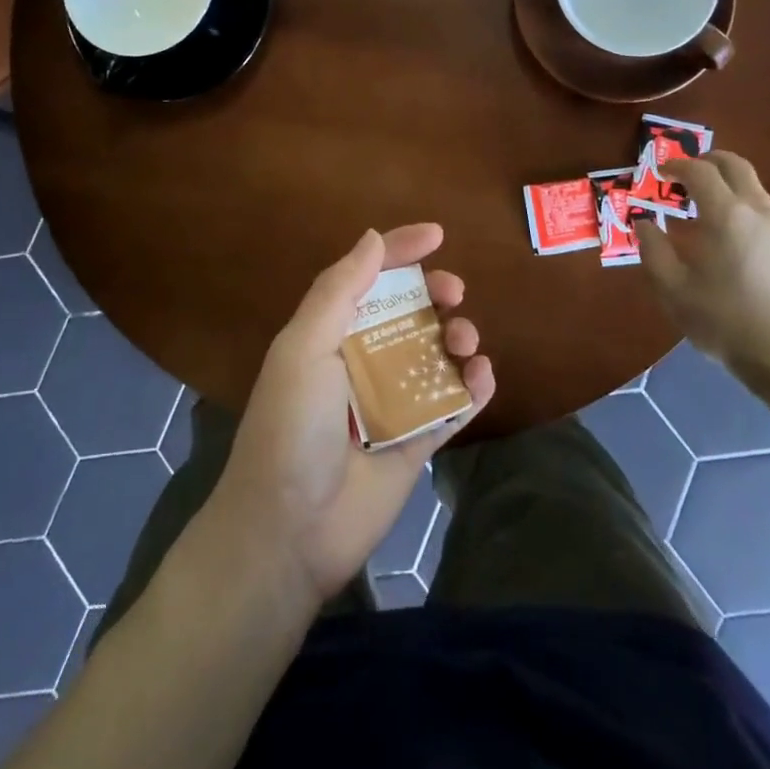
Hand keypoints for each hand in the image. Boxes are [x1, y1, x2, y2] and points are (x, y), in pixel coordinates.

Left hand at [209, 225, 494, 604]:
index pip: (369, 277)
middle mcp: (362, 360)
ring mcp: (392, 401)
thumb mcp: (304, 348)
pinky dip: (473, 386)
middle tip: (454, 293)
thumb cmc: (291, 428)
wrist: (289, 533)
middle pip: (410, 311)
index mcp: (331, 333)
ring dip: (458, 336)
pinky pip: (453, 404)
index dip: (401, 249)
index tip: (438, 235)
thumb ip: (339, 290)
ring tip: (464, 342)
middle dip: (436, 293)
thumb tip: (373, 238)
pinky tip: (480, 378)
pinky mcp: (416, 440)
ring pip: (436, 353)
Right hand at [637, 153, 769, 376]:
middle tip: (685, 172)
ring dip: (725, 181)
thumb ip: (653, 249)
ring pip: (752, 185)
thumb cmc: (721, 318)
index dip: (677, 165)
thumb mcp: (672, 288)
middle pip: (735, 165)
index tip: (660, 171)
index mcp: (724, 215)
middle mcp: (754, 211)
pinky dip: (738, 203)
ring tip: (701, 202)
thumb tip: (644, 223)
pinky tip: (723, 233)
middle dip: (708, 160)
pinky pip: (760, 208)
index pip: (699, 171)